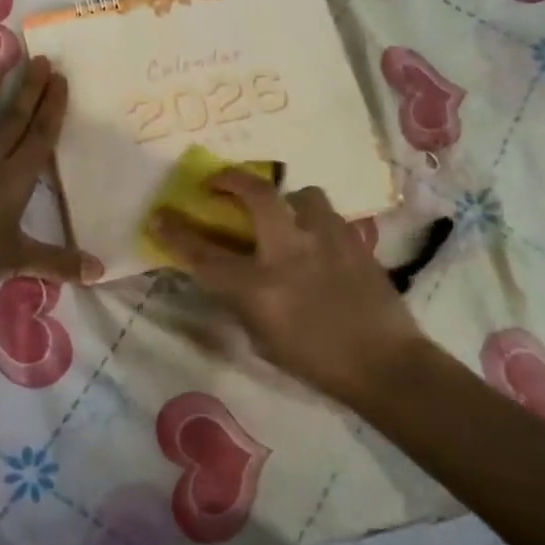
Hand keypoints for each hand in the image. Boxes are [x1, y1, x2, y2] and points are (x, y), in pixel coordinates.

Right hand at [153, 172, 426, 406]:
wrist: (385, 364)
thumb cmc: (315, 362)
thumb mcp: (262, 339)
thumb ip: (241, 300)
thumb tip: (228, 274)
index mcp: (259, 287)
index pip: (205, 254)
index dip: (176, 232)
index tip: (160, 214)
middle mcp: (289, 253)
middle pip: (256, 195)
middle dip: (232, 179)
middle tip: (219, 181)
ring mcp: (326, 240)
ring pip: (302, 194)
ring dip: (287, 199)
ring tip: (286, 215)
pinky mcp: (354, 240)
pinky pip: (328, 214)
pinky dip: (314, 219)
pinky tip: (317, 239)